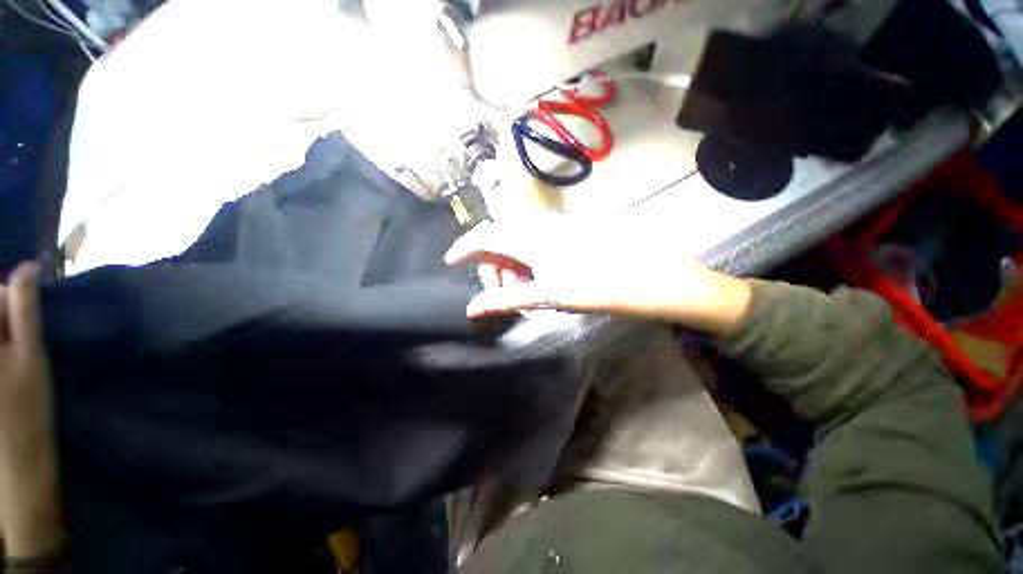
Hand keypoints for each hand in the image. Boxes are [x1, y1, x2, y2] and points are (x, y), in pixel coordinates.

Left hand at [0, 263, 61, 557]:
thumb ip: (25, 310)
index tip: (21, 320)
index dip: (8, 298)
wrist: (17, 459)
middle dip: (3, 318)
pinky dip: (2, 351)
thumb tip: (26, 268)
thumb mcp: (32, 356)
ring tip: (12, 360)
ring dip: (1, 334)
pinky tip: (5, 370)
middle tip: (18, 346)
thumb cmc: (29, 406)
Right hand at [444, 215, 752, 334]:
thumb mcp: (546, 296)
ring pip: (520, 241)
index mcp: (531, 237)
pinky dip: (530, 259)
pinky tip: (542, 278)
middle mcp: (541, 225)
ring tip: (526, 291)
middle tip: (504, 294)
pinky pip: (538, 240)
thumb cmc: (596, 288)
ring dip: (513, 265)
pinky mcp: (572, 231)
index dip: (464, 247)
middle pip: (501, 239)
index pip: (485, 235)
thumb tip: (472, 310)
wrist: (650, 279)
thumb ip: (506, 300)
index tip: (451, 262)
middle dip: (494, 266)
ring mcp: (558, 226)